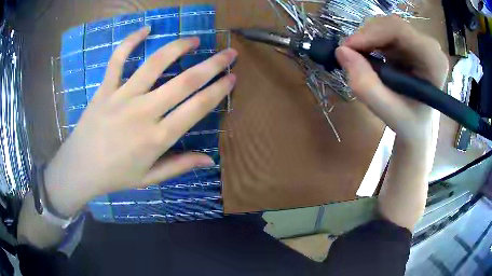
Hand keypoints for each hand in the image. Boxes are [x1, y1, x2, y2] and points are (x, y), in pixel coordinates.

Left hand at [45, 27, 236, 216]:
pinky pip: (118, 60)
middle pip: (185, 81)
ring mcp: (123, 97)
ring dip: (178, 47)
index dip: (218, 90)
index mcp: (158, 138)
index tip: (232, 77)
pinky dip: (130, 42)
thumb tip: (209, 160)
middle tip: (229, 53)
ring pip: (155, 64)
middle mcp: (144, 112)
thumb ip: (179, 166)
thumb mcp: (149, 178)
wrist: (81, 169)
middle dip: (212, 65)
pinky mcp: (105, 89)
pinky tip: (145, 29)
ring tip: (194, 40)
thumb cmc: (116, 176)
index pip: (197, 107)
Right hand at [335, 15, 448, 146]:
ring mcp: (421, 41)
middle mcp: (430, 46)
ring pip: (386, 26)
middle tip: (349, 55)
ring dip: (367, 39)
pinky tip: (370, 57)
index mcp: (434, 61)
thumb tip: (341, 51)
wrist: (418, 125)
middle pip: (391, 25)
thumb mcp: (387, 112)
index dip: (370, 34)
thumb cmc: (409, 123)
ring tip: (360, 60)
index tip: (347, 49)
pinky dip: (371, 42)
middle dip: (366, 37)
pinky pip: (385, 31)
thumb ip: (366, 85)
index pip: (399, 31)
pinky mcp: (411, 41)